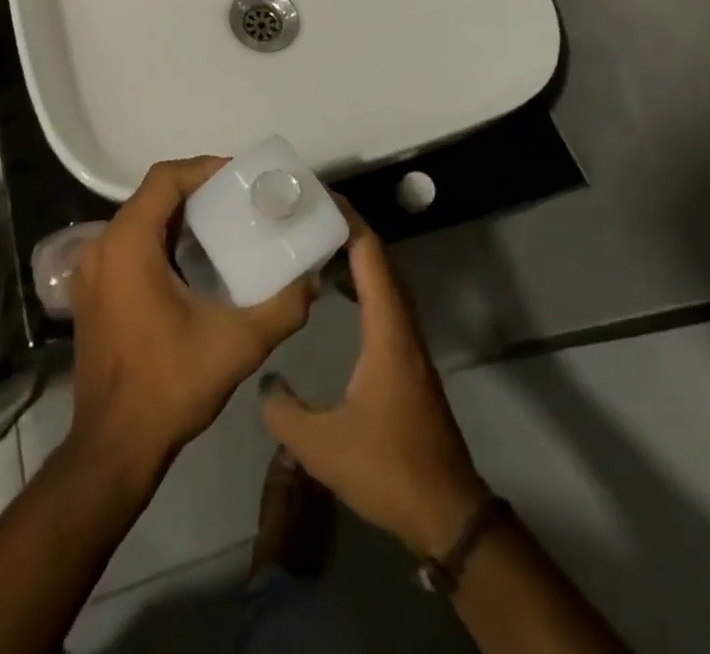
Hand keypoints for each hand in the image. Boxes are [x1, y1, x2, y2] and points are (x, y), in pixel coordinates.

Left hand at [68, 157, 316, 478]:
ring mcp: (90, 270)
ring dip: (177, 216)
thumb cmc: (170, 387)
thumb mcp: (237, 345)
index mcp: (128, 245)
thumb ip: (282, 307)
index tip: (240, 177)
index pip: (164, 179)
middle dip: (195, 190)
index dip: (203, 169)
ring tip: (222, 224)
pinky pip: (127, 245)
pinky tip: (192, 261)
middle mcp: (102, 246)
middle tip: (238, 199)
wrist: (113, 448)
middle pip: (151, 196)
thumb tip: (312, 279)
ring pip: (138, 220)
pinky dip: (159, 240)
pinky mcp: (91, 293)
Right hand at [259, 202, 489, 557]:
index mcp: (387, 331)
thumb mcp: (322, 445)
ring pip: (385, 281)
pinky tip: (337, 291)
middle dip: (348, 229)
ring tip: (316, 243)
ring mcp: (409, 343)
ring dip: (355, 256)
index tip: (318, 198)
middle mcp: (403, 327)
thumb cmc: (387, 468)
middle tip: (308, 214)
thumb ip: (284, 410)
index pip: (371, 256)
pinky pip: (385, 302)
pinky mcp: (408, 360)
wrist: (446, 513)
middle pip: (380, 260)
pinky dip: (362, 282)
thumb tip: (263, 379)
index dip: (348, 221)